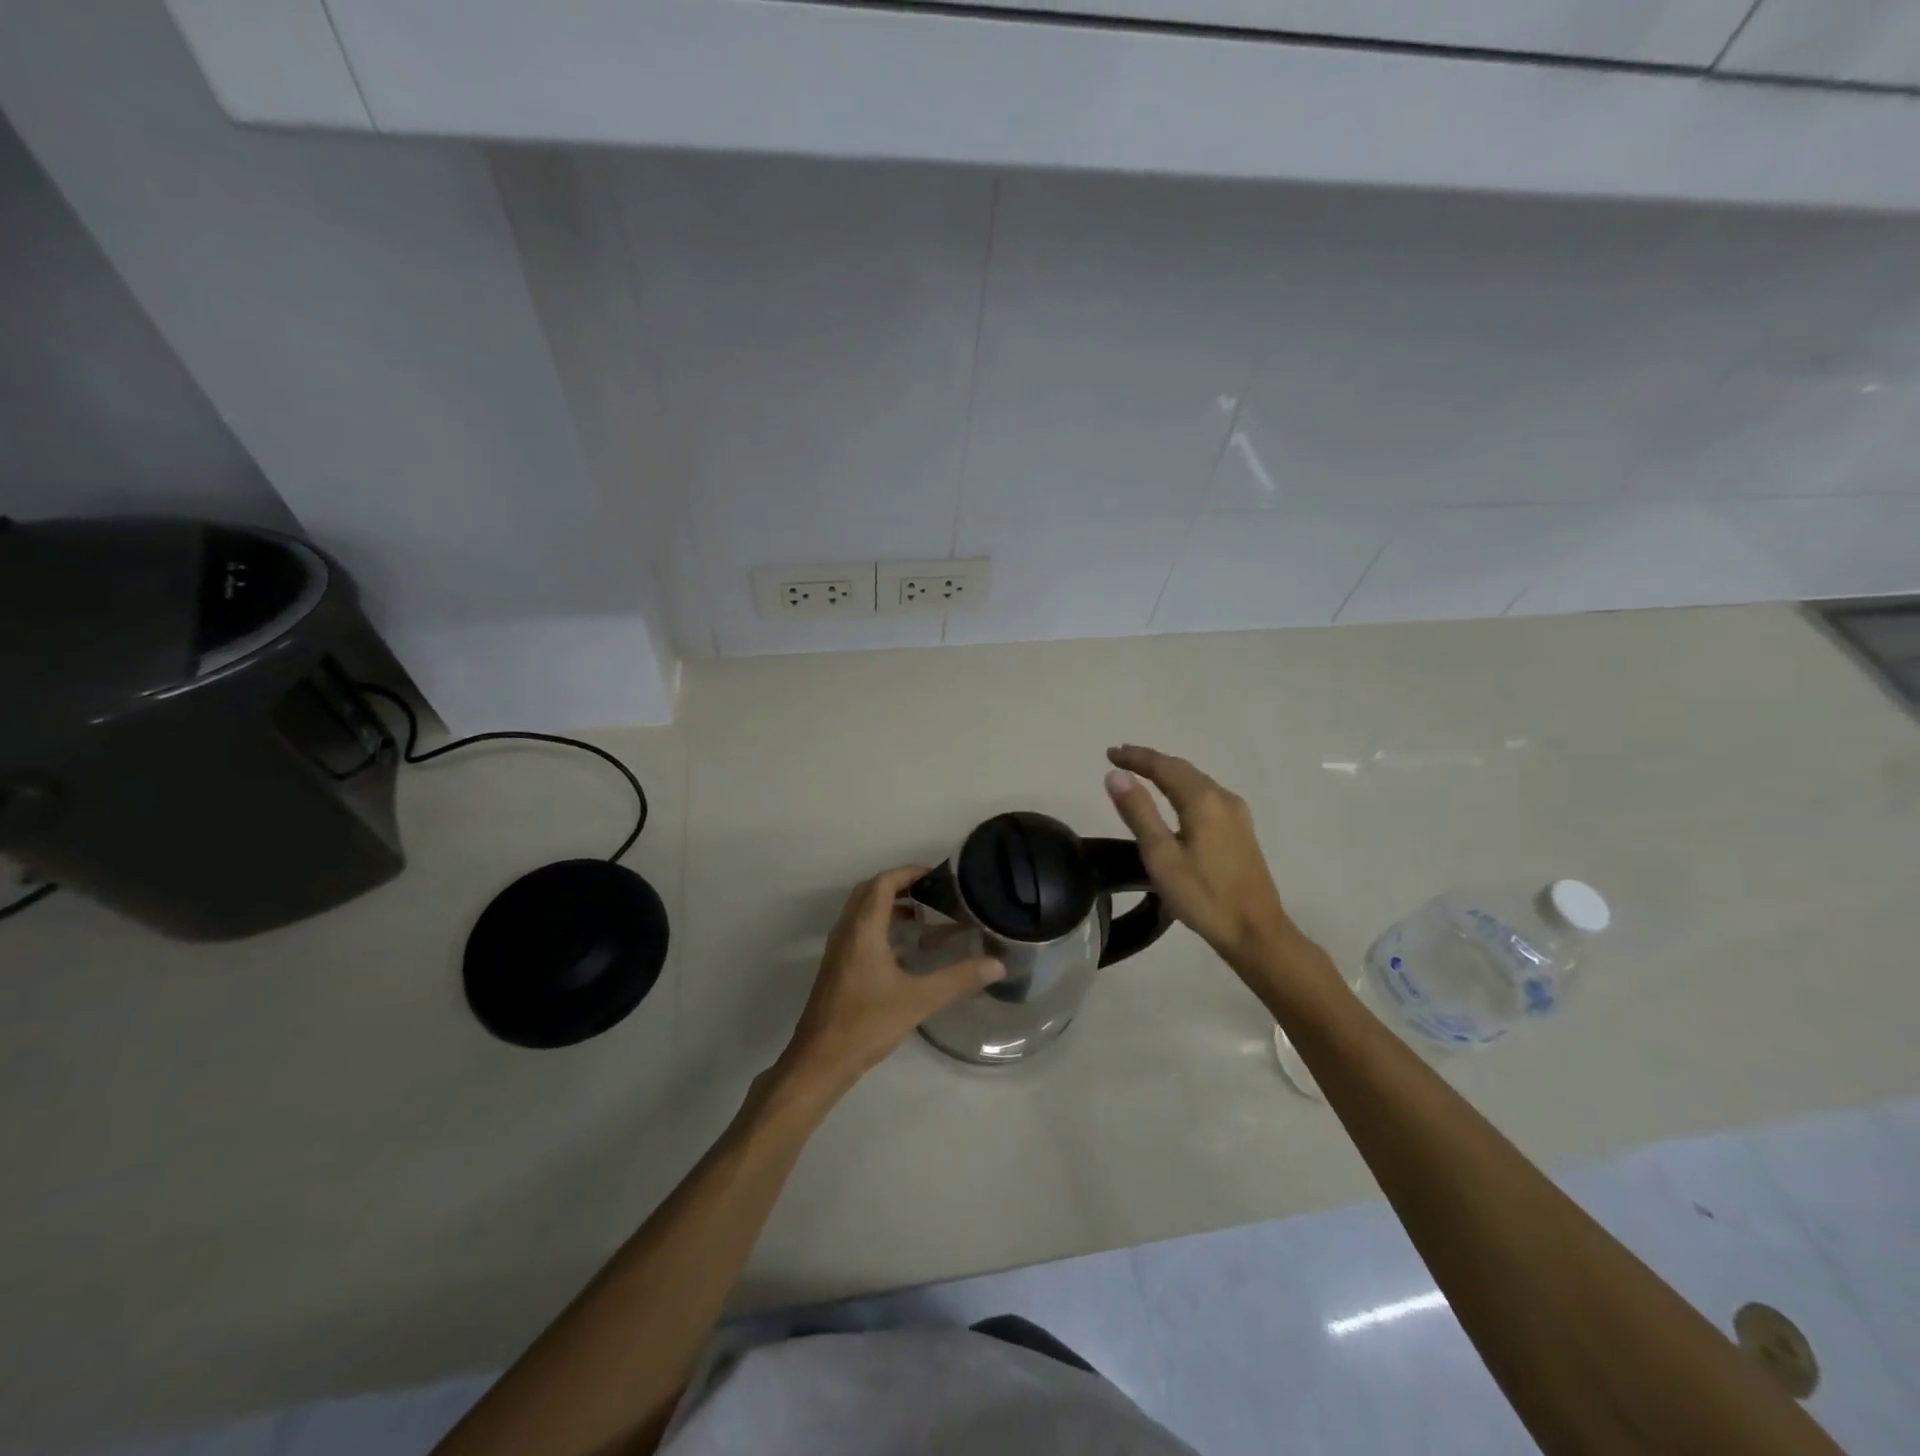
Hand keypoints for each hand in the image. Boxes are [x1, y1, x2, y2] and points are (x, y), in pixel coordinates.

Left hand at [778, 865, 1004, 1096]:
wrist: (820, 1061)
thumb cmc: (866, 1022)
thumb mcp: (918, 999)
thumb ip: (958, 979)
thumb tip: (997, 964)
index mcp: (862, 928)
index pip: (883, 883)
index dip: (909, 873)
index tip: (938, 876)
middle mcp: (847, 931)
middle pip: (870, 891)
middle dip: (900, 886)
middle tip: (933, 894)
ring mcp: (839, 949)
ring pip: (863, 912)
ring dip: (890, 907)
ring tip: (924, 918)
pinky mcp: (838, 967)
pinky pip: (860, 931)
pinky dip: (882, 928)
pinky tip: (906, 951)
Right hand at [1103, 745, 1295, 972]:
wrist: (1255, 931)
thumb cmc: (1203, 896)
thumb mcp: (1161, 856)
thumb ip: (1138, 812)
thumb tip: (1116, 775)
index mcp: (1203, 800)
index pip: (1164, 766)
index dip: (1135, 757)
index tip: (1110, 753)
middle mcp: (1223, 798)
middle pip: (1182, 769)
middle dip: (1151, 761)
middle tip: (1120, 759)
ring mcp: (1237, 814)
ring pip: (1196, 782)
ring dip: (1167, 773)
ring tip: (1142, 775)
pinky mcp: (1241, 830)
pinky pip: (1207, 796)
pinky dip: (1183, 788)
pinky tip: (1174, 800)